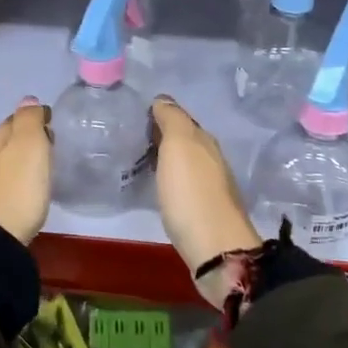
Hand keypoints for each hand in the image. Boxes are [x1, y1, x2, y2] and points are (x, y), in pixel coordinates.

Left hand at [0, 98, 52, 245]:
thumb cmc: (17, 189)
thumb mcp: (29, 146)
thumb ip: (29, 120)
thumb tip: (28, 99)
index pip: (14, 119)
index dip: (34, 120)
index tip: (53, 127)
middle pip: (5, 141)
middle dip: (25, 142)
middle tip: (49, 150)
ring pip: (0, 163)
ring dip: (17, 164)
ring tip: (39, 173)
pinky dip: (11, 183)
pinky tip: (21, 194)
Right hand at [151, 96, 259, 300]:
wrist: (214, 248)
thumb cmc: (191, 193)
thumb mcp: (179, 146)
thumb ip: (172, 120)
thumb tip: (163, 99)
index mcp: (205, 142)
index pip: (182, 119)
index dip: (161, 115)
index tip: (137, 116)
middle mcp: (212, 161)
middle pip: (186, 142)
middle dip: (163, 137)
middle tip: (134, 137)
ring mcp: (210, 189)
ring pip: (186, 164)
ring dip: (167, 160)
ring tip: (140, 161)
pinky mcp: (203, 213)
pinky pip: (184, 186)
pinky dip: (171, 181)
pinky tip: (157, 187)